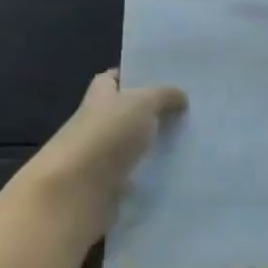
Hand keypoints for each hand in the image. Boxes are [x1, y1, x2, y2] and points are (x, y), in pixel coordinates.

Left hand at [22, 71, 186, 234]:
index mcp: (99, 96)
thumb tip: (181, 96)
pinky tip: (177, 173)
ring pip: (133, 146)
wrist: (77, 191)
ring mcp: (100, 157)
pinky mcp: (108, 186)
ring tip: (190, 143)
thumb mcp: (142, 103)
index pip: (112, 79)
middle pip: (125, 113)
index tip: (162, 81)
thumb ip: (163, 95)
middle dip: (152, 113)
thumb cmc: (107, 135)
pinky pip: (135, 176)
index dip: (133, 76)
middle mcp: (96, 123)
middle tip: (188, 114)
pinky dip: (151, 175)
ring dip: (154, 146)